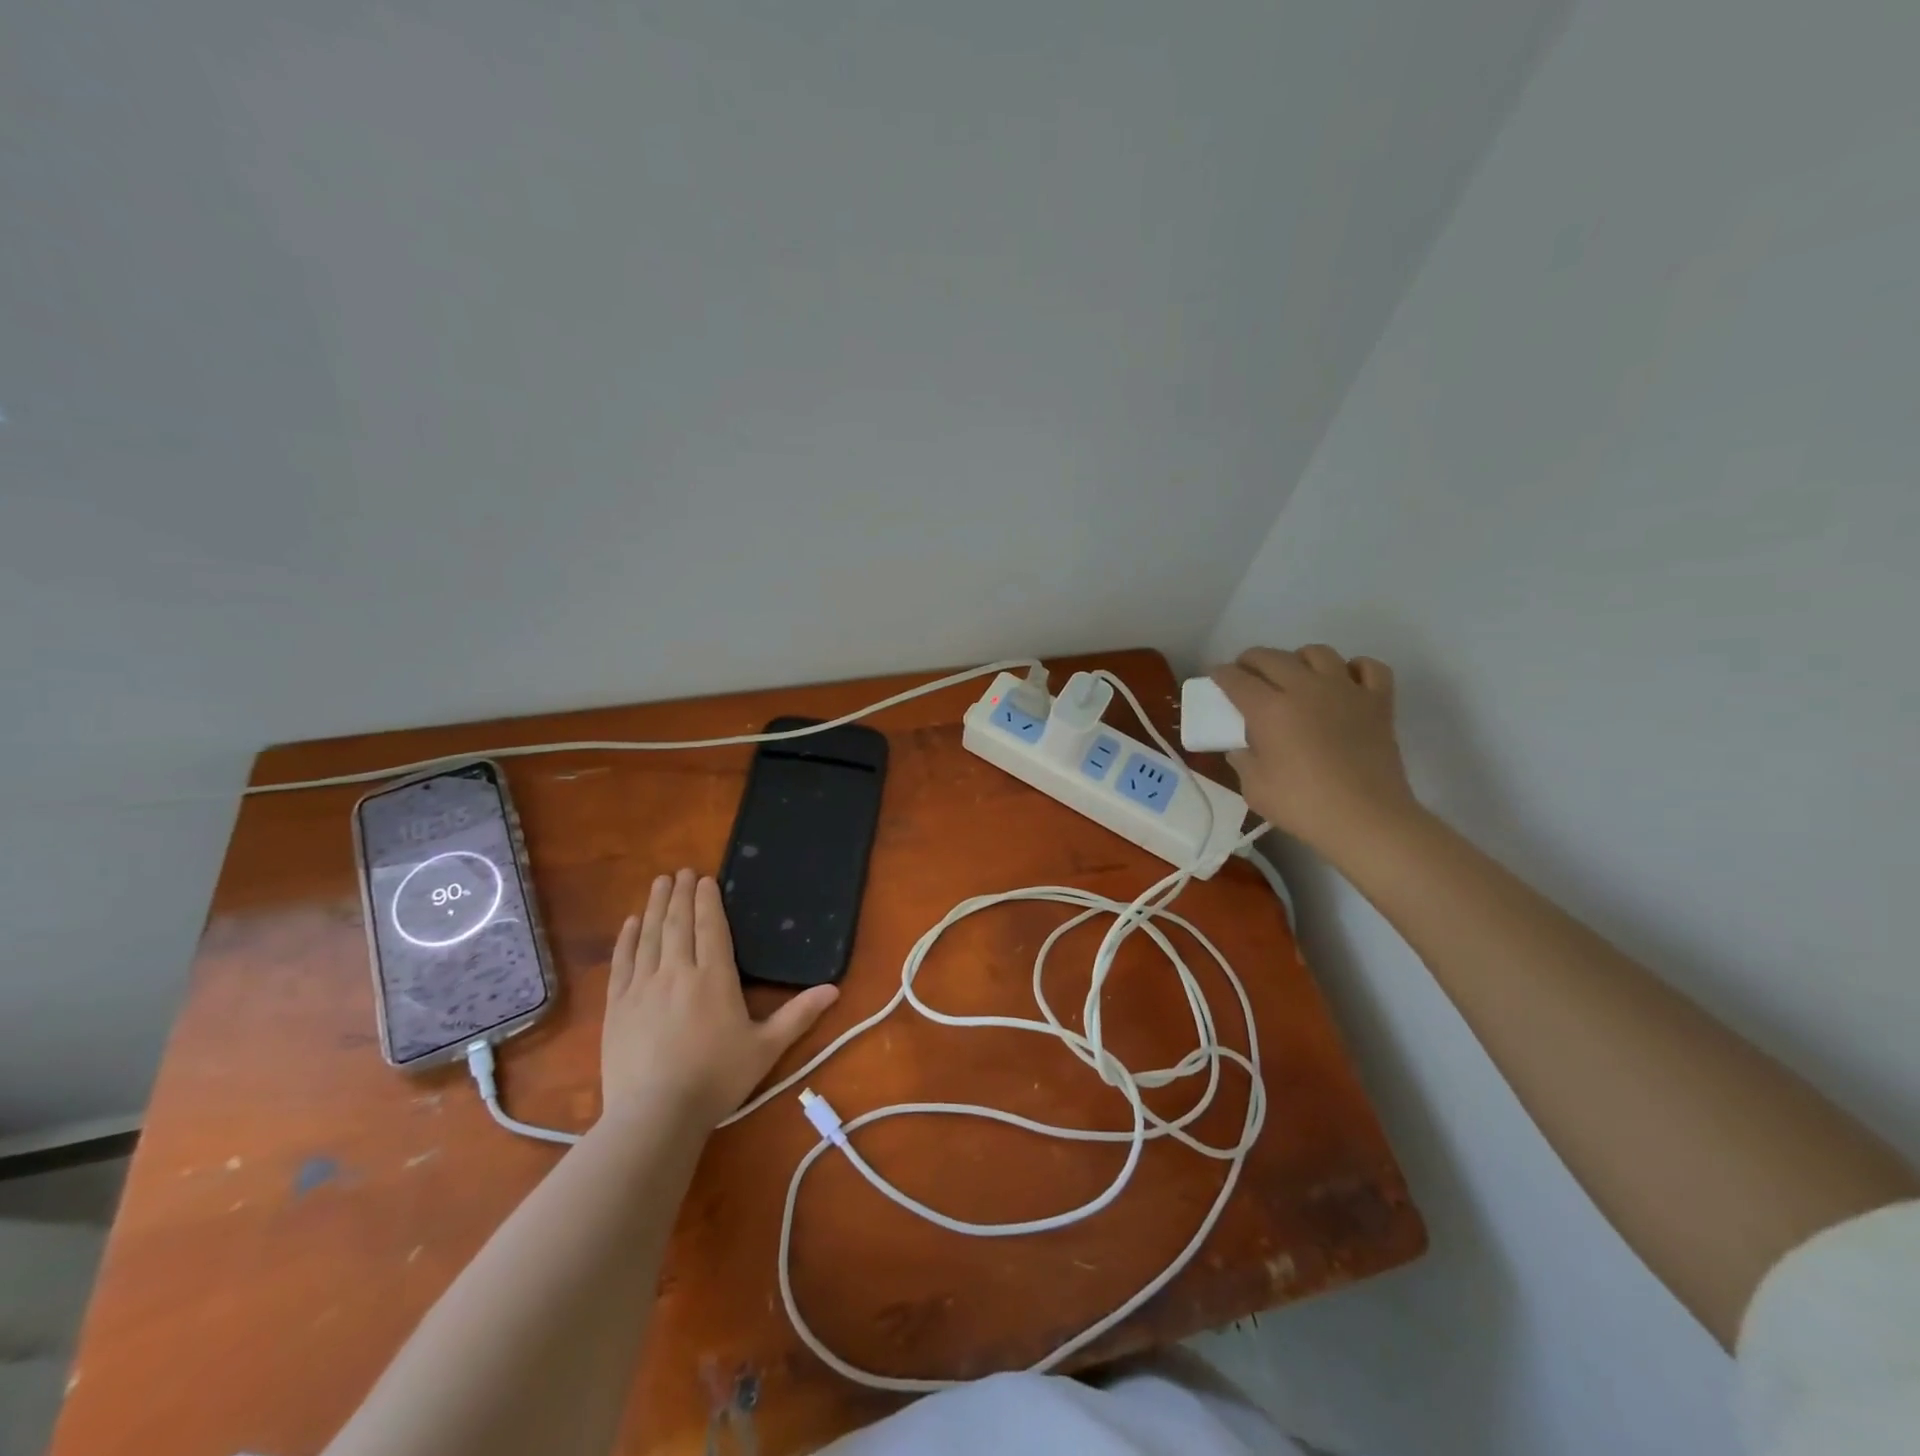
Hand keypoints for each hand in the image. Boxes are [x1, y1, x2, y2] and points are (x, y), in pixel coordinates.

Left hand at [602, 869, 838, 1128]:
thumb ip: (798, 1015)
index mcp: (714, 977)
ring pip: (650, 935)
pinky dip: (627, 938)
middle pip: (678, 923)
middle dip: (680, 894)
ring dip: (655, 906)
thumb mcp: (766, 1048)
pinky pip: (622, 962)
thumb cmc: (716, 1079)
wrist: (655, 1115)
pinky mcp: (617, 1006)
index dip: (707, 900)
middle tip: (681, 872)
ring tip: (659, 883)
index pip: (710, 927)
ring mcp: (642, 987)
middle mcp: (677, 971)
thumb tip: (834, 989)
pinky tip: (631, 923)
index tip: (704, 878)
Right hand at [1211, 645, 1418, 860]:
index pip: (1235, 678)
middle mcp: (1304, 688)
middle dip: (1251, 660)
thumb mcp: (1253, 787)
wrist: (1366, 819)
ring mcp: (1345, 690)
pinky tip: (1345, 682)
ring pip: (1317, 652)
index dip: (1220, 674)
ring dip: (1299, 659)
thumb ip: (1242, 759)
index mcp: (1268, 708)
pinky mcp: (1378, 701)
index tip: (1215, 677)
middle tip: (1246, 675)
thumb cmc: (1302, 805)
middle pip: (1271, 656)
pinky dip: (1354, 668)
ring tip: (1294, 676)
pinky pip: (1368, 667)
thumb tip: (1240, 747)